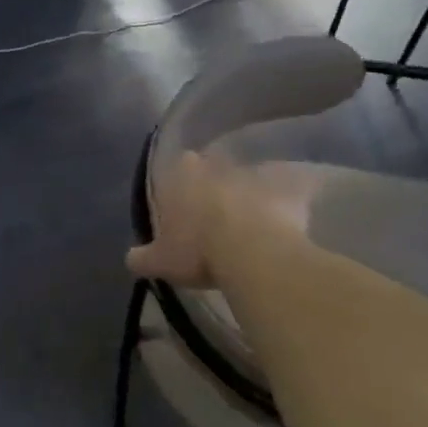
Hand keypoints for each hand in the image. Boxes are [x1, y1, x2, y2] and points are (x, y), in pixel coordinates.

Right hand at [126, 152, 318, 289]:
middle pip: (216, 167)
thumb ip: (142, 258)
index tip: (187, 201)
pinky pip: (295, 188)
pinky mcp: (290, 187)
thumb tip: (131, 259)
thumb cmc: (199, 250)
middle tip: (220, 209)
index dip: (184, 182)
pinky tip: (296, 215)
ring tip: (255, 217)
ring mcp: (255, 173)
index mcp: (182, 175)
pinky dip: (295, 198)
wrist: (253, 253)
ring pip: (252, 175)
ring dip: (252, 191)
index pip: (180, 165)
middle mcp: (217, 165)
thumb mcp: (160, 262)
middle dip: (218, 182)